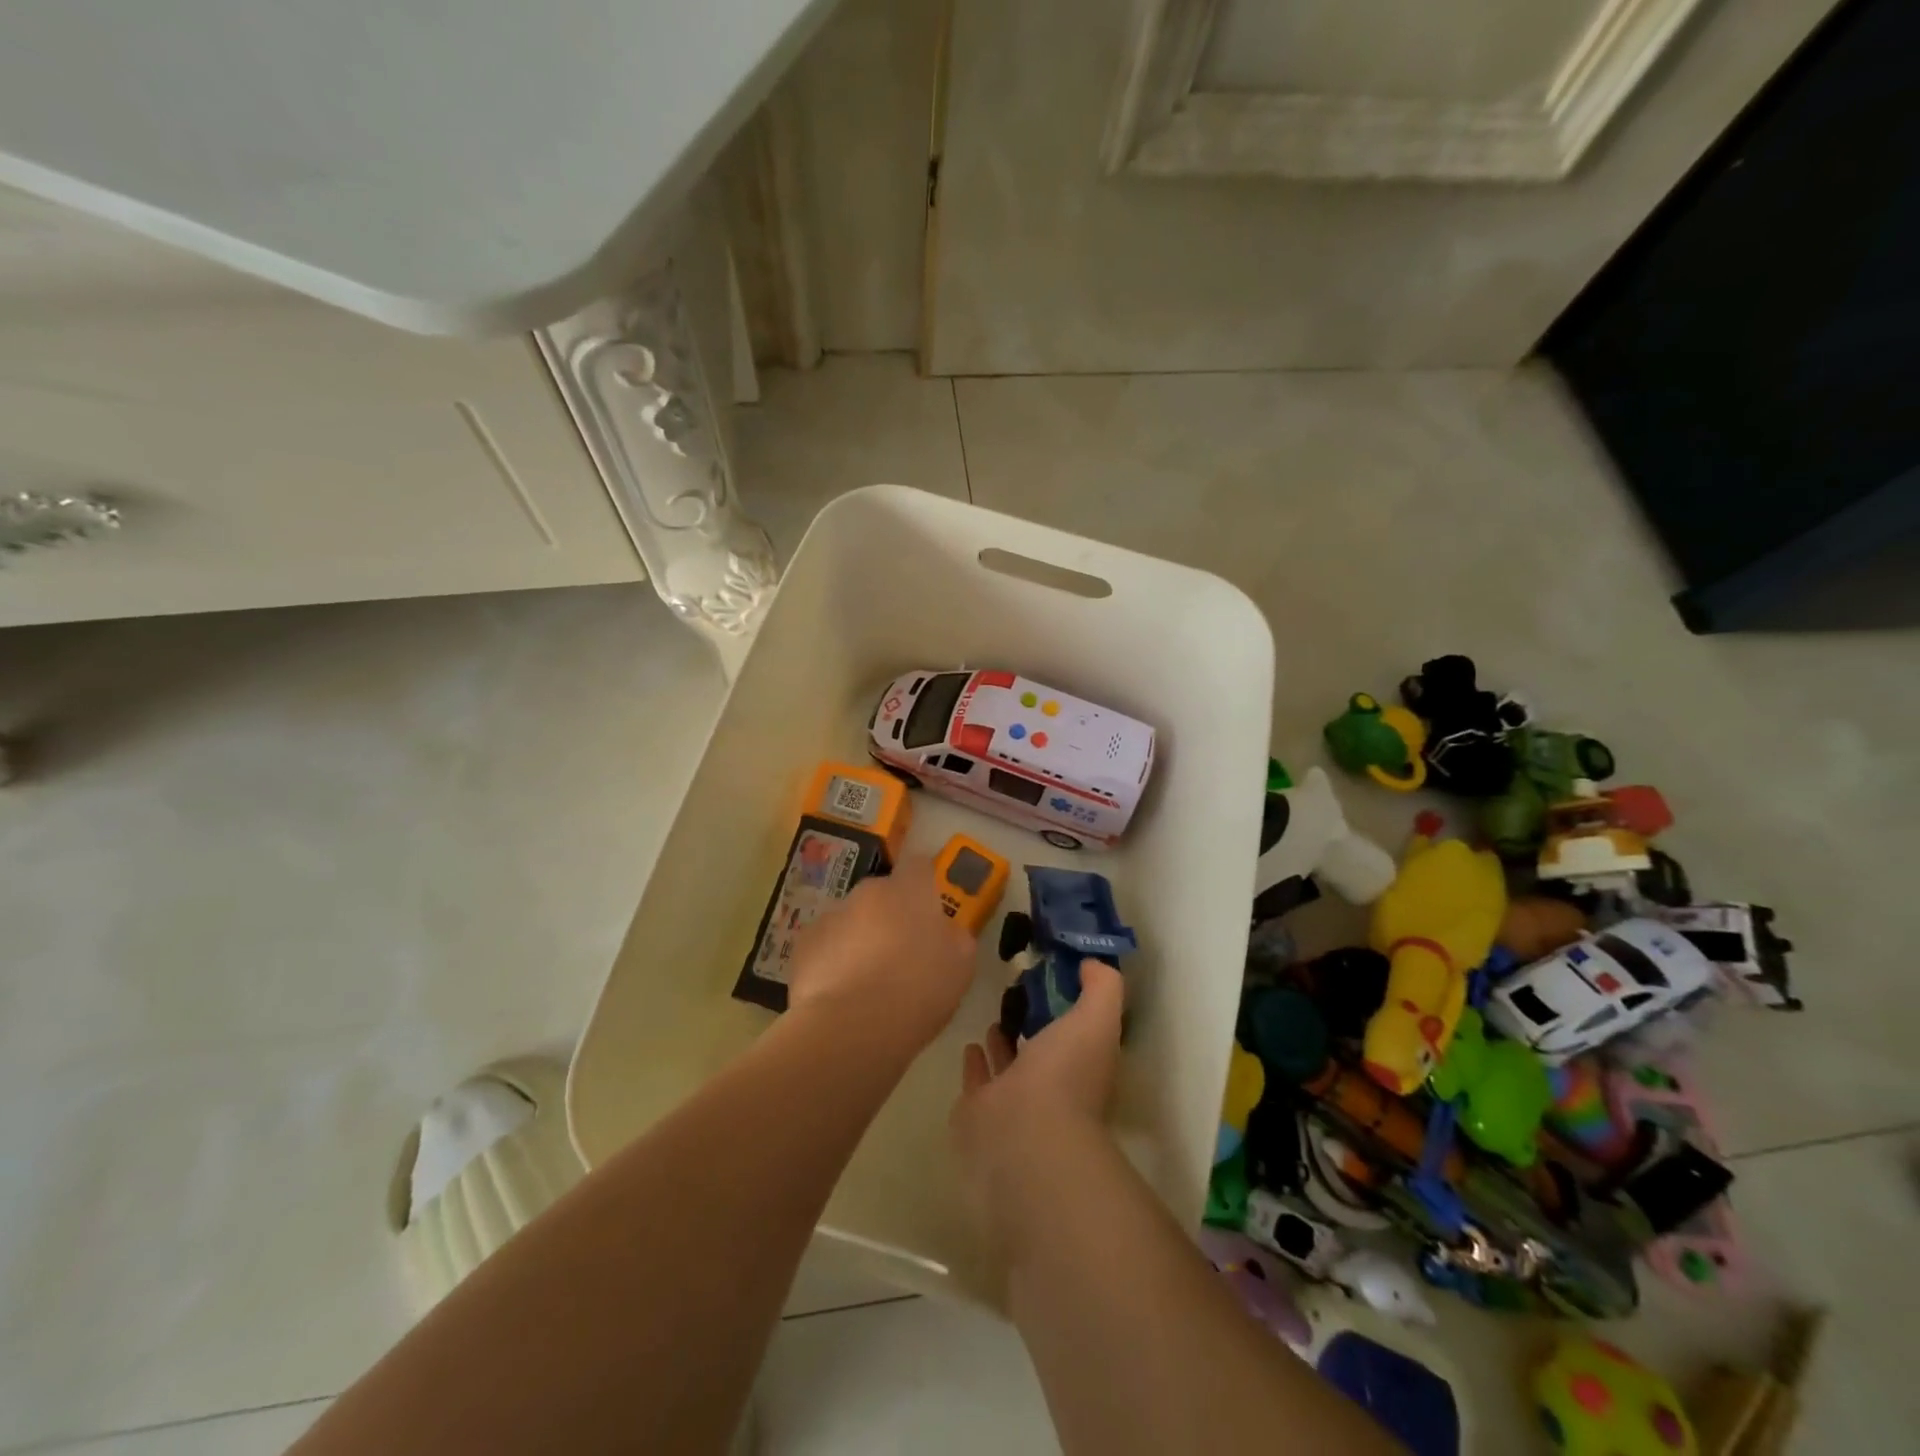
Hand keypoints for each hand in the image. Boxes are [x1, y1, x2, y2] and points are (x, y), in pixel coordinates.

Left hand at [786, 857, 978, 1051]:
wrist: (850, 1027)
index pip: (919, 866)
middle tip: (901, 955)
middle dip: (891, 916)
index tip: (930, 911)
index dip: (925, 885)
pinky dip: (833, 961)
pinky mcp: (804, 944)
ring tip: (867, 983)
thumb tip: (945, 931)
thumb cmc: (917, 991)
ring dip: (861, 939)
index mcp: (910, 890)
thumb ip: (955, 937)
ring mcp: (831, 915)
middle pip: (883, 895)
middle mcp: (868, 892)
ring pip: (852, 920)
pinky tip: (840, 994)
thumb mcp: (961, 966)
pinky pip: (826, 945)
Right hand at [951, 959, 1123, 1254]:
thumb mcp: (1096, 1019)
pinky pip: (978, 1080)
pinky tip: (970, 1043)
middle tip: (1019, 989)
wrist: (1021, 1136)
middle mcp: (1052, 1085)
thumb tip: (1092, 963)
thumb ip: (1102, 987)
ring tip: (996, 1014)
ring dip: (1004, 1043)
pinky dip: (975, 1063)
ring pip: (1010, 1065)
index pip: (1081, 1031)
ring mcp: (1013, 1101)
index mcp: (1084, 1066)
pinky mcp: (978, 1111)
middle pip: (1044, 1048)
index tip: (1055, 973)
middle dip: (1035, 1022)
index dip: (1071, 1005)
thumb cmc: (1064, 1076)